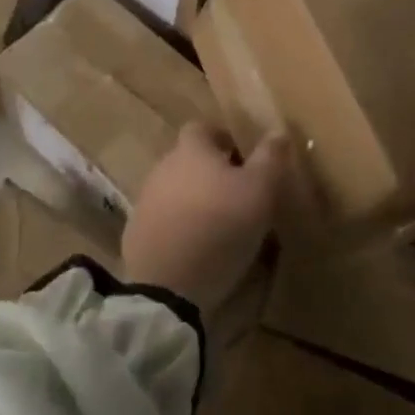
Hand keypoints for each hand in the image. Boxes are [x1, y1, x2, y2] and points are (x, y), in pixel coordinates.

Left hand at [123, 125, 286, 314]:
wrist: (169, 286)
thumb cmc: (220, 226)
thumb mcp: (259, 191)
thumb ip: (269, 158)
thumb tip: (278, 131)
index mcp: (191, 151)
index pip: (202, 128)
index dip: (222, 138)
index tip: (243, 158)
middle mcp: (162, 168)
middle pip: (188, 160)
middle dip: (210, 172)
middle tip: (238, 194)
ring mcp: (145, 202)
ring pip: (175, 191)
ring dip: (195, 200)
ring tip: (220, 225)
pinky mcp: (136, 235)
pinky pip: (163, 222)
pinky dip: (180, 228)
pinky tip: (197, 249)